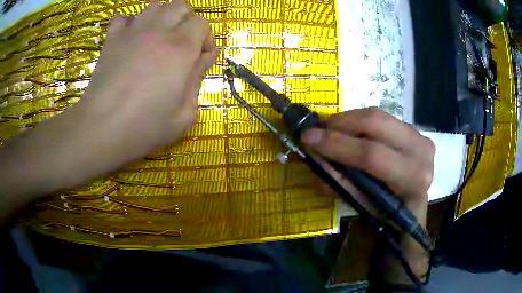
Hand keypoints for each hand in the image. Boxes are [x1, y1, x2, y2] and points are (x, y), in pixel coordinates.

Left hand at [72, 0, 216, 165]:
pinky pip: (121, 19)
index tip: (200, 56)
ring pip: (154, 6)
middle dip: (186, 20)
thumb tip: (204, 57)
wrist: (101, 129)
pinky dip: (129, 24)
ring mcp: (132, 33)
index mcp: (181, 48)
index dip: (205, 37)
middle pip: (180, 5)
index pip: (202, 23)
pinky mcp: (111, 40)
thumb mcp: (184, 114)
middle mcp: (158, 32)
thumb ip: (198, 79)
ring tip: (157, 37)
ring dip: (161, 17)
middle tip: (181, 42)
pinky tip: (130, 39)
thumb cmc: (144, 127)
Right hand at [301, 109, 434, 225]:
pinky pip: (383, 118)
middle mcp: (422, 152)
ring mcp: (421, 137)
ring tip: (330, 130)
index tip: (308, 138)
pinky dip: (361, 122)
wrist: (411, 209)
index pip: (372, 155)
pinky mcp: (415, 130)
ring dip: (349, 120)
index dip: (338, 145)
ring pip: (379, 116)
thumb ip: (339, 183)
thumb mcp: (362, 207)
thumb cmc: (387, 216)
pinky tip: (349, 131)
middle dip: (341, 123)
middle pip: (377, 123)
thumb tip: (314, 158)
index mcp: (413, 178)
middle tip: (318, 129)